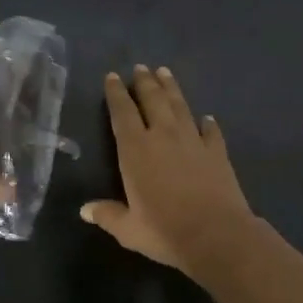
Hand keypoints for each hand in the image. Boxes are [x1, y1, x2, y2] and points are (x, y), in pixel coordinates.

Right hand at [81, 65, 255, 274]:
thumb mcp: (129, 229)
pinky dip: (207, 122)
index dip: (116, 94)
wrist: (217, 235)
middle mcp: (163, 136)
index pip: (122, 113)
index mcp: (136, 150)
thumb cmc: (165, 231)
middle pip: (153, 100)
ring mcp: (193, 141)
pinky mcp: (217, 152)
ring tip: (165, 72)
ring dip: (171, 88)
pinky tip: (207, 117)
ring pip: (180, 106)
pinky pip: (211, 131)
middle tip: (140, 67)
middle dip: (144, 82)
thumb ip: (107, 215)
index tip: (113, 76)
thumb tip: (85, 210)